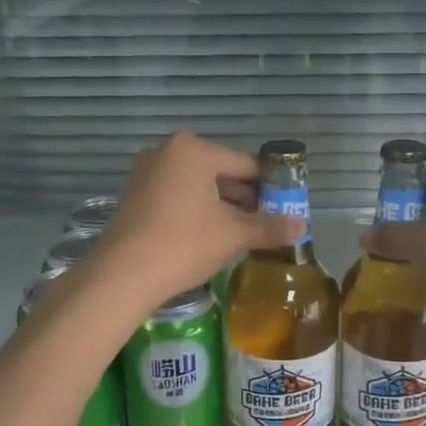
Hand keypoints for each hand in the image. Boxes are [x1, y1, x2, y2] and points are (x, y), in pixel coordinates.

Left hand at [92, 134, 304, 306]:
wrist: (122, 275)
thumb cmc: (184, 243)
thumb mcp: (232, 235)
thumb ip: (268, 227)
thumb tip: (303, 226)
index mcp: (194, 150)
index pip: (245, 164)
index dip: (270, 186)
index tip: (287, 207)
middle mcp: (168, 152)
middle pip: (220, 173)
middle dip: (245, 198)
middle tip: (269, 223)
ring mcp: (147, 173)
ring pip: (198, 187)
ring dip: (222, 208)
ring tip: (246, 233)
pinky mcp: (135, 196)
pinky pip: (177, 197)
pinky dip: (198, 212)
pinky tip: (213, 236)